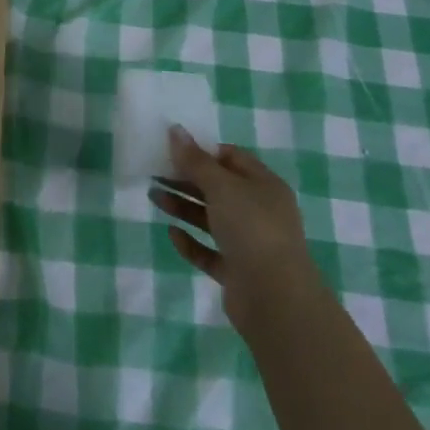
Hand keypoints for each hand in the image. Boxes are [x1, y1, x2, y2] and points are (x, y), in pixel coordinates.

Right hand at [150, 127, 311, 334]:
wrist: (276, 299)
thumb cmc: (251, 228)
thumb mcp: (221, 186)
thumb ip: (195, 160)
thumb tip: (176, 130)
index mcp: (264, 185)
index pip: (232, 158)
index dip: (203, 151)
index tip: (173, 148)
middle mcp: (260, 211)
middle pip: (218, 188)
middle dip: (186, 179)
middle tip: (155, 171)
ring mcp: (250, 244)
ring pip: (211, 219)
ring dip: (183, 207)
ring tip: (153, 197)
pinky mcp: (238, 272)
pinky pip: (210, 252)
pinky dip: (191, 243)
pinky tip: (172, 234)